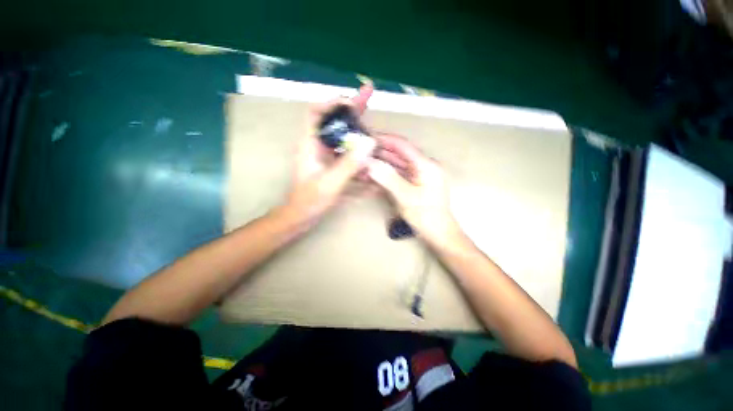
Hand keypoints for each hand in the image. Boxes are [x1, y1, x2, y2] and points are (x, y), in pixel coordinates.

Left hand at [284, 85, 375, 227]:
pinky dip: (357, 150)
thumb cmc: (310, 200)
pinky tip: (369, 152)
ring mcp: (325, 156)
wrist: (301, 216)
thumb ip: (349, 164)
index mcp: (310, 144)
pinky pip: (346, 152)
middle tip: (368, 95)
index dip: (332, 102)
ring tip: (374, 127)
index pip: (316, 112)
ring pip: (342, 136)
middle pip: (333, 121)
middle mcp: (317, 146)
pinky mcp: (331, 165)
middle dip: (351, 109)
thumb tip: (369, 142)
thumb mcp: (330, 183)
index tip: (352, 100)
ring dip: (357, 130)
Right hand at [368, 134, 458, 243]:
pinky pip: (399, 175)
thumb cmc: (426, 216)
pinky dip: (386, 175)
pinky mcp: (415, 184)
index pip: (403, 146)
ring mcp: (419, 175)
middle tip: (361, 152)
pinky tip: (373, 175)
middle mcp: (423, 166)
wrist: (438, 233)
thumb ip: (388, 178)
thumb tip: (370, 163)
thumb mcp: (406, 197)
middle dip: (380, 153)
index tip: (367, 137)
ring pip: (397, 165)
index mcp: (426, 165)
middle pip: (399, 154)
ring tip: (363, 163)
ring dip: (381, 164)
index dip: (385, 140)